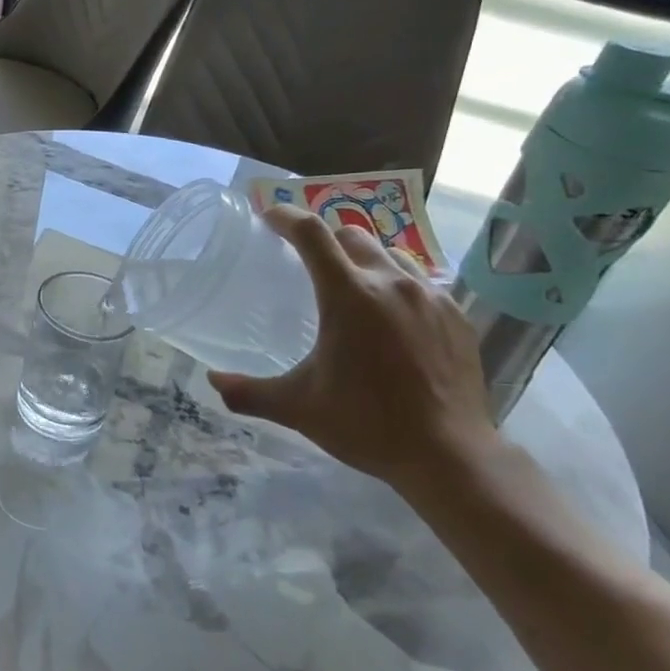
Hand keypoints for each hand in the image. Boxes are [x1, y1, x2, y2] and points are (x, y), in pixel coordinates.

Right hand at [207, 207, 500, 498]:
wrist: (449, 454)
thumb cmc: (366, 424)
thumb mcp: (298, 408)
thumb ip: (249, 392)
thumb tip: (212, 381)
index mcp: (349, 296)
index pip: (312, 234)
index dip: (286, 217)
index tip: (269, 216)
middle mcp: (392, 283)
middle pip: (352, 234)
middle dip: (325, 238)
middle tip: (306, 259)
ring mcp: (431, 296)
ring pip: (391, 253)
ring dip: (364, 258)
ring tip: (351, 284)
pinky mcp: (457, 315)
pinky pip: (422, 281)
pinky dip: (397, 285)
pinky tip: (391, 316)